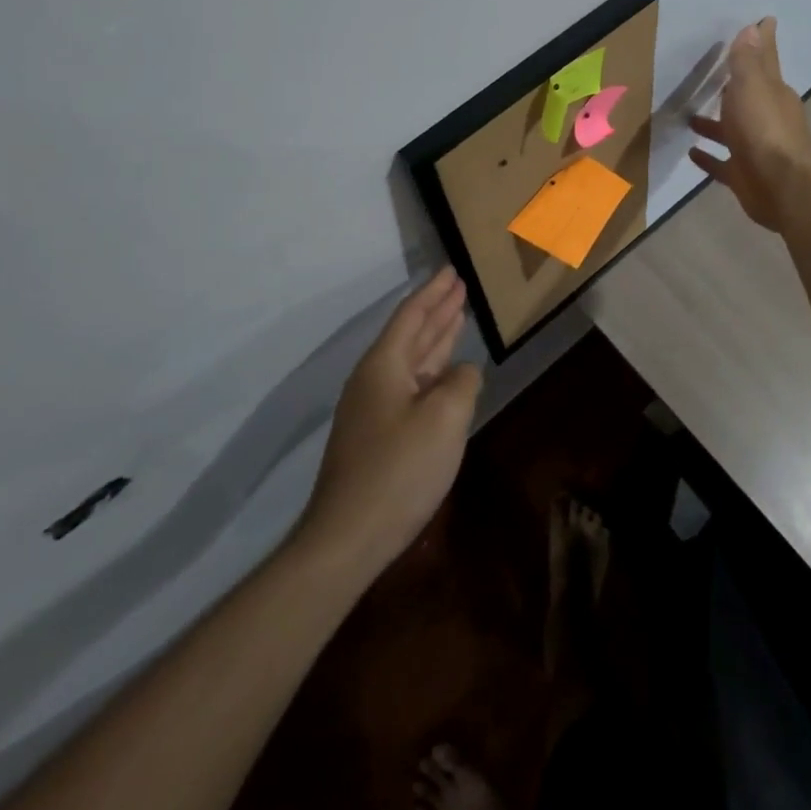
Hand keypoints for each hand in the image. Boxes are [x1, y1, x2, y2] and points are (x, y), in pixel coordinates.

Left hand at [297, 267, 481, 577]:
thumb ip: (462, 383)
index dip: (434, 292)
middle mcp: (374, 380)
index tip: (452, 271)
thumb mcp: (445, 418)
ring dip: (435, 339)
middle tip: (459, 287)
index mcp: (384, 366)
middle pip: (410, 335)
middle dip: (436, 310)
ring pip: (411, 362)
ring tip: (456, 317)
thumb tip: (463, 373)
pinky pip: (410, 387)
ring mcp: (372, 410)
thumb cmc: (399, 470)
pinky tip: (445, 376)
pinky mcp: (377, 437)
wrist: (347, 538)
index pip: (412, 316)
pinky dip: (431, 372)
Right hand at [688, 17, 810, 230]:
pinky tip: (691, 153)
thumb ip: (748, 60)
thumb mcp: (753, 86)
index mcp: (772, 94)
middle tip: (712, 73)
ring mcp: (754, 149)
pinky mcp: (743, 176)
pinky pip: (722, 164)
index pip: (765, 61)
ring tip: (688, 116)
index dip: (762, 42)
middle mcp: (766, 119)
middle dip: (733, 86)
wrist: (780, 186)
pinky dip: (708, 158)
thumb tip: (755, 27)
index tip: (763, 21)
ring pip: (731, 131)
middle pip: (747, 97)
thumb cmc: (765, 129)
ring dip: (713, 124)